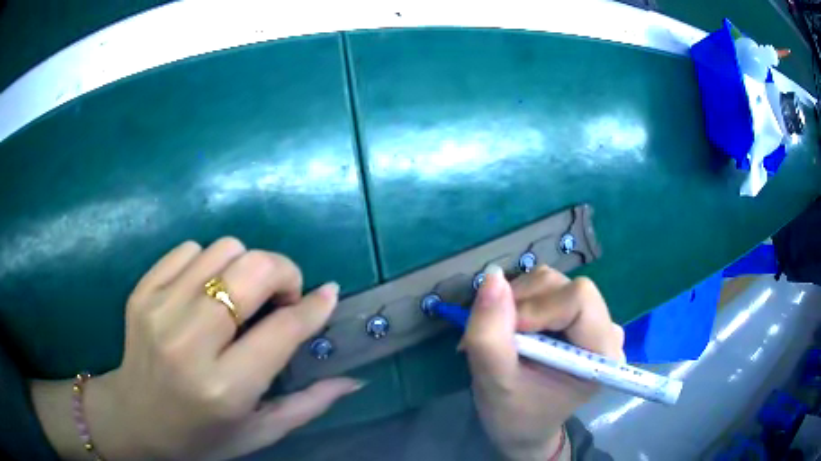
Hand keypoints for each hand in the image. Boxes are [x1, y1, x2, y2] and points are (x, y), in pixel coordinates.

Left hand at [33, 238, 361, 459]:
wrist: (135, 418)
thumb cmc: (202, 436)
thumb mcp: (259, 433)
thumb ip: (308, 405)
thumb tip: (353, 379)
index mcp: (224, 388)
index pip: (282, 330)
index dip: (313, 307)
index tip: (328, 295)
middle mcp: (189, 343)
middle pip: (251, 271)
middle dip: (282, 272)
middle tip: (282, 296)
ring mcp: (159, 309)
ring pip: (223, 250)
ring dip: (245, 266)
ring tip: (242, 296)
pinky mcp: (142, 291)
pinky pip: (189, 249)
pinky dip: (209, 263)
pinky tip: (206, 291)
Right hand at [461, 265, 624, 460]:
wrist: (523, 428)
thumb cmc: (514, 416)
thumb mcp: (494, 383)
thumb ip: (490, 335)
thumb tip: (492, 276)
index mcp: (602, 352)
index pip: (579, 298)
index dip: (537, 308)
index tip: (507, 336)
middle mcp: (605, 329)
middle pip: (562, 286)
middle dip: (521, 304)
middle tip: (498, 338)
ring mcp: (592, 319)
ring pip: (550, 282)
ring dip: (516, 303)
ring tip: (502, 338)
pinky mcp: (576, 316)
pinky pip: (545, 289)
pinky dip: (519, 302)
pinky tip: (512, 331)